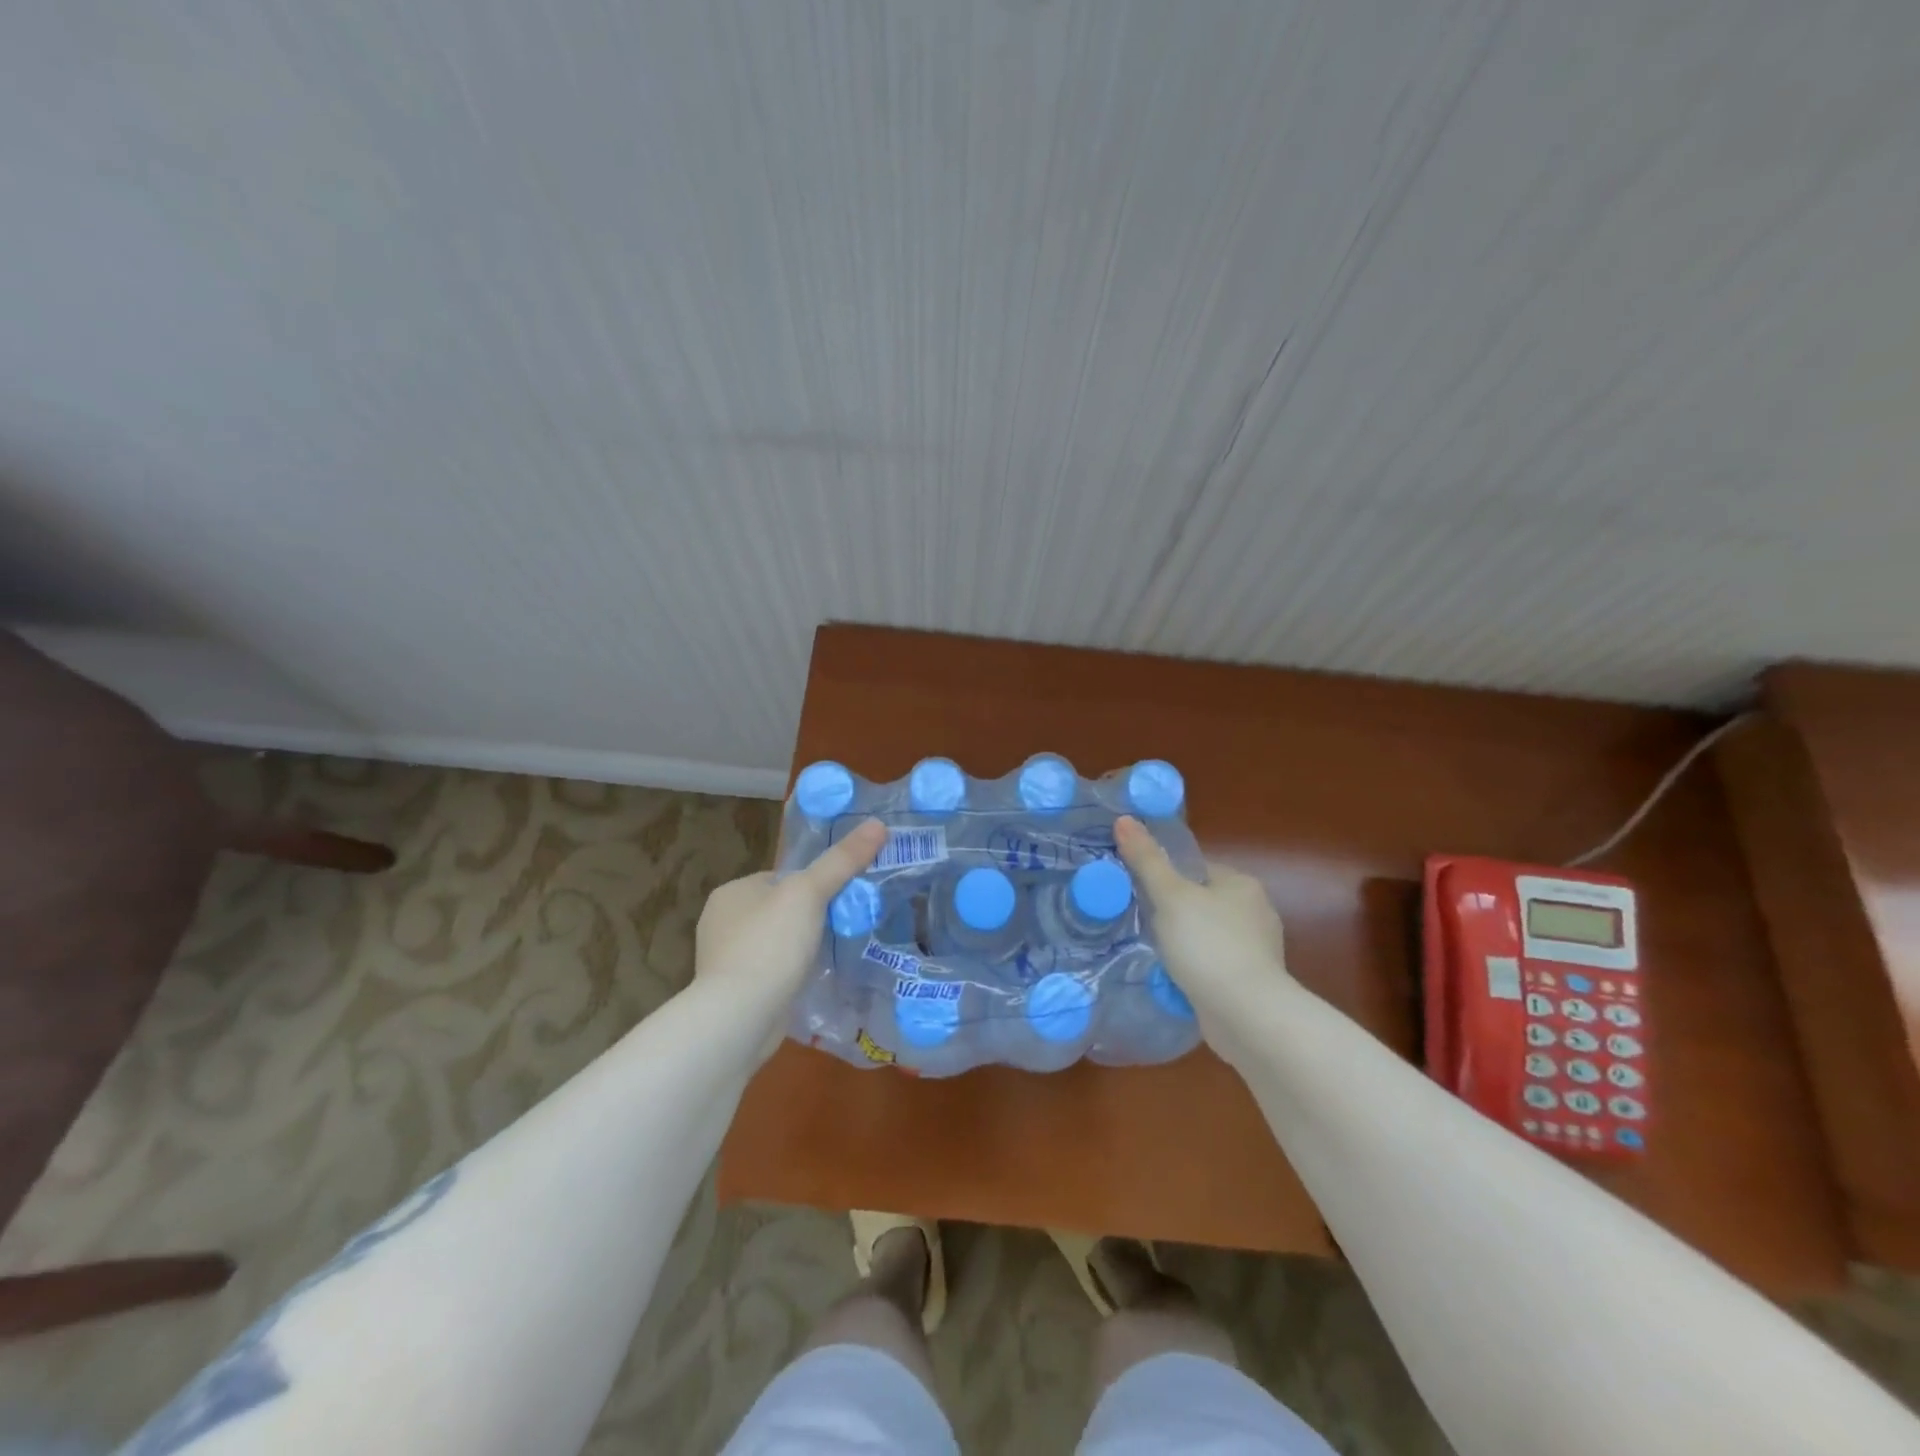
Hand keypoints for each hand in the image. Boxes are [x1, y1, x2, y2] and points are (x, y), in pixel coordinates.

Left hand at [693, 819, 887, 1052]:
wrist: (740, 1017)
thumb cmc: (770, 944)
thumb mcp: (810, 893)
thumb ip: (842, 860)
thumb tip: (878, 824)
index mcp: (730, 892)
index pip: (779, 878)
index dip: (810, 886)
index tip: (839, 899)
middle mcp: (720, 923)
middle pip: (779, 910)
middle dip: (807, 919)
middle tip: (842, 927)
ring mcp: (724, 961)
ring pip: (775, 943)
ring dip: (798, 949)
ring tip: (831, 955)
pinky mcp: (733, 994)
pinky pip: (770, 974)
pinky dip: (788, 976)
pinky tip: (809, 982)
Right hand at [1114, 816, 1291, 1021]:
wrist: (1246, 1014)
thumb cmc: (1208, 944)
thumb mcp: (1169, 896)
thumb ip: (1146, 859)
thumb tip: (1123, 819)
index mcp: (1242, 883)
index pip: (1197, 868)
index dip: (1166, 877)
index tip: (1140, 892)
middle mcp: (1256, 911)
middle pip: (1201, 902)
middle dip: (1173, 913)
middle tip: (1141, 923)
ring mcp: (1257, 949)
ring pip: (1207, 935)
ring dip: (1184, 943)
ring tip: (1153, 952)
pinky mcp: (1252, 982)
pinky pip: (1214, 965)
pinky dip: (1195, 969)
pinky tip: (1175, 978)